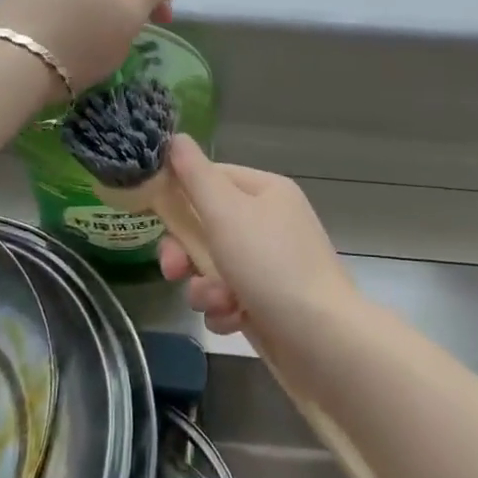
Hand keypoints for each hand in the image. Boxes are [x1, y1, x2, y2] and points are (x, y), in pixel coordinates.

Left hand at [0, 0, 180, 97]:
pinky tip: (64, 41)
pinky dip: (65, 17)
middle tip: (127, 36)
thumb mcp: (130, 16)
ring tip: (93, 42)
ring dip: (92, 10)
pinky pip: (51, 1)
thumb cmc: (81, 37)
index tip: (162, 28)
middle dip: (120, 2)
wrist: (6, 63)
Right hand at [159, 136, 358, 335]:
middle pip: (207, 226)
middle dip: (185, 252)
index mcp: (265, 191)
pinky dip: (225, 310)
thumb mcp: (226, 213)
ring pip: (213, 267)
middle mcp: (269, 222)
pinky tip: (235, 321)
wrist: (324, 340)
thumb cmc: (271, 265)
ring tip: (219, 303)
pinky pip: (229, 298)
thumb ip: (195, 176)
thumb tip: (176, 137)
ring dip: (205, 288)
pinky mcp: (269, 302)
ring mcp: (271, 264)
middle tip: (174, 270)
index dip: (179, 195)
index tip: (154, 215)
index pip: (210, 178)